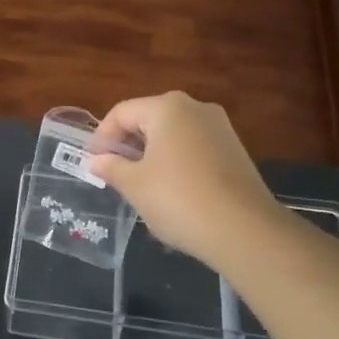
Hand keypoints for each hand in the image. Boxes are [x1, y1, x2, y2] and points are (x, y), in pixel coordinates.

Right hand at [87, 92, 278, 268]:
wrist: (245, 231)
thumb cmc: (179, 199)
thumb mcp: (135, 185)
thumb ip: (111, 167)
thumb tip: (97, 161)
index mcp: (168, 107)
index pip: (122, 113)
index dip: (102, 137)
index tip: (93, 164)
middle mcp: (196, 108)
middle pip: (148, 119)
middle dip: (127, 144)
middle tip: (113, 173)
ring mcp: (220, 128)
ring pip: (172, 134)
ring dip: (151, 154)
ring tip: (139, 184)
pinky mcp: (235, 150)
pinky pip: (193, 147)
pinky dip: (176, 161)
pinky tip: (171, 190)